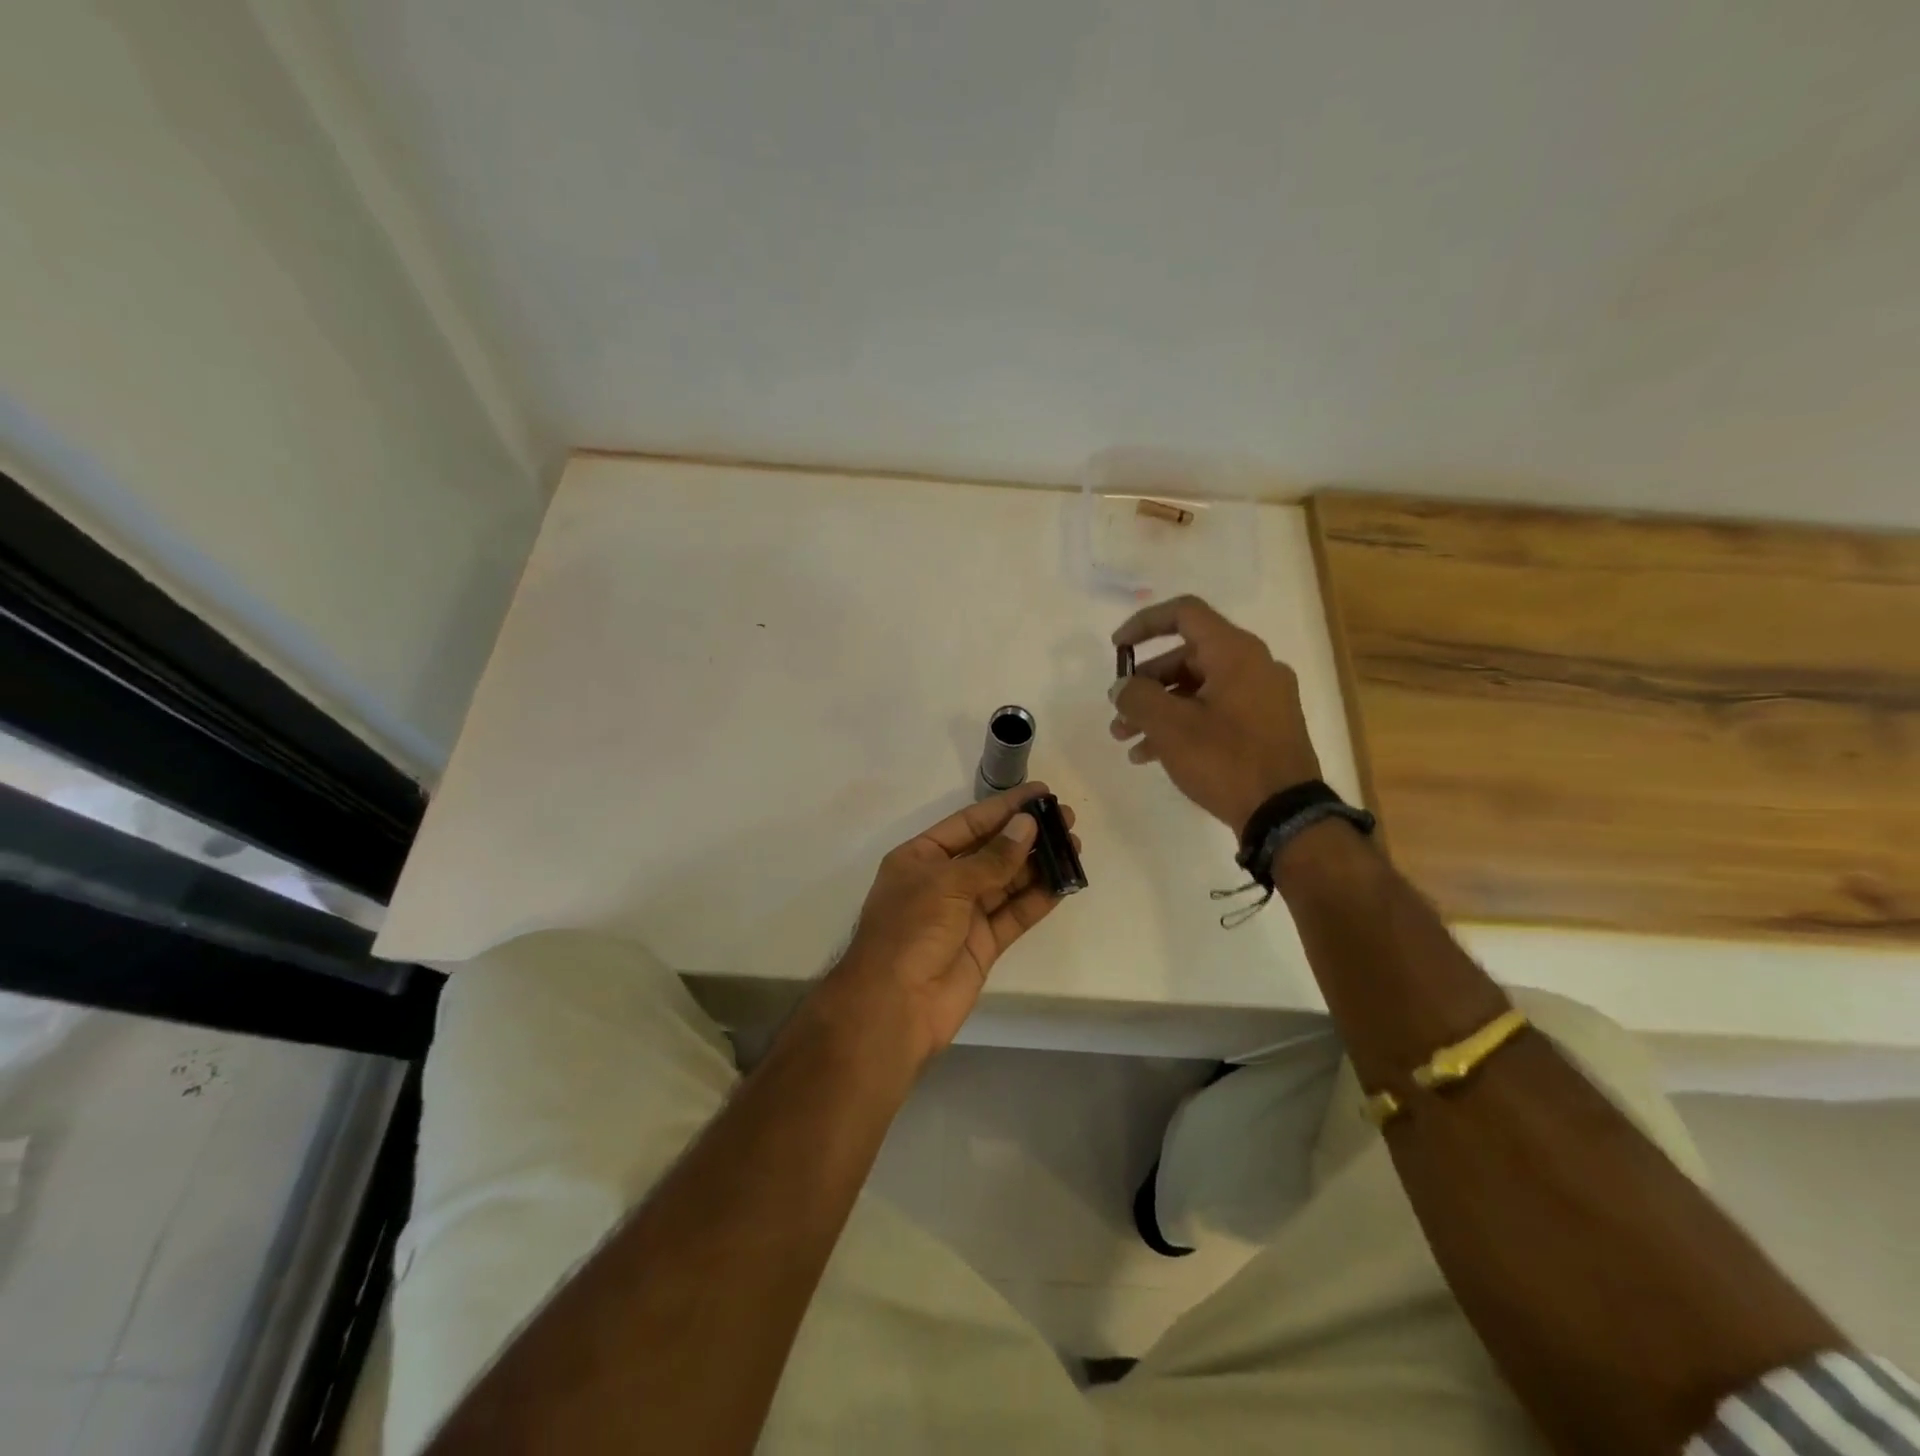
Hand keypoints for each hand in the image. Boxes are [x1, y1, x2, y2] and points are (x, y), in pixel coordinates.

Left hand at [821, 783, 1077, 1068]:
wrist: (894, 1007)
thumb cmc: (910, 931)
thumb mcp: (947, 884)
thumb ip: (992, 858)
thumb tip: (1027, 826)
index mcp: (921, 858)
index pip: (969, 823)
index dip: (1004, 808)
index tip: (1041, 793)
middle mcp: (943, 881)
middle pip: (991, 850)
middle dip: (1027, 834)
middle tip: (1066, 819)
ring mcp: (964, 914)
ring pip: (1007, 882)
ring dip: (1039, 864)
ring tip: (1074, 846)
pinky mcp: (983, 944)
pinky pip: (1014, 914)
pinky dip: (1038, 899)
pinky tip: (1064, 883)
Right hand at [1110, 595, 1321, 835]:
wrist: (1285, 815)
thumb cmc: (1225, 760)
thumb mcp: (1170, 727)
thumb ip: (1137, 697)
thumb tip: (1122, 687)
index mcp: (1235, 652)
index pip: (1184, 613)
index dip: (1144, 624)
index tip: (1117, 649)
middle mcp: (1254, 665)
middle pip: (1186, 657)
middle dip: (1145, 684)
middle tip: (1118, 711)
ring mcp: (1263, 698)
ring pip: (1197, 689)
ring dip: (1158, 709)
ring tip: (1126, 739)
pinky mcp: (1265, 727)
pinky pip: (1215, 712)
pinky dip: (1183, 724)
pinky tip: (1151, 755)